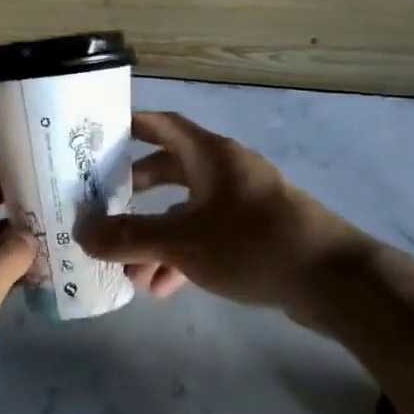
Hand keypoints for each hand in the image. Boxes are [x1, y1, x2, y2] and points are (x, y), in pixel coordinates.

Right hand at [78, 112, 365, 316]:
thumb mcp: (182, 241)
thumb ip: (128, 237)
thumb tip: (80, 232)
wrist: (332, 281)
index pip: (162, 125)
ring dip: (156, 237)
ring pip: (186, 211)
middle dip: (135, 193)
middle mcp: (226, 170)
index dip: (129, 126)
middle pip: (169, 170)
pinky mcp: (256, 233)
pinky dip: (183, 255)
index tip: (96, 139)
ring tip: (131, 273)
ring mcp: (243, 202)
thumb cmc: (251, 243)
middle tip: (103, 209)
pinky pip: (207, 236)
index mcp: (210, 154)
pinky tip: (163, 288)